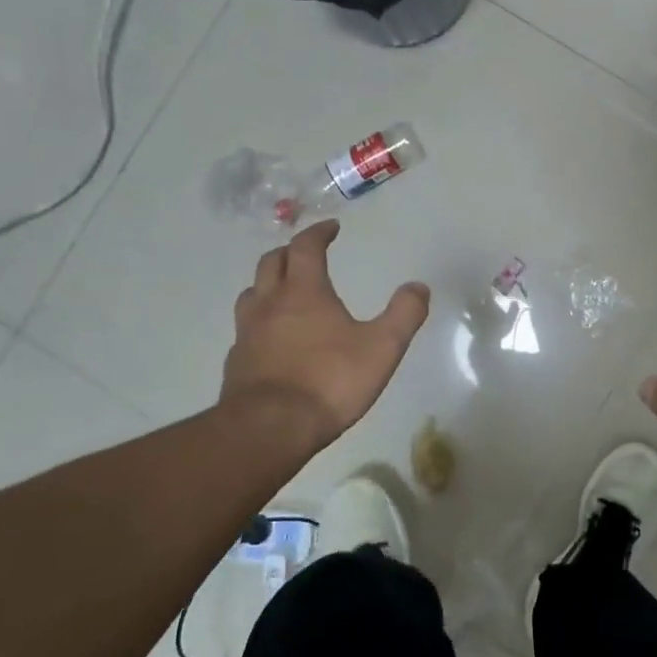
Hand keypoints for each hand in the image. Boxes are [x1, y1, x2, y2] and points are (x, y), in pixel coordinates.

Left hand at [221, 220, 429, 450]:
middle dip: (291, 251)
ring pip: (252, 292)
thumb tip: (419, 286)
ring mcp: (248, 332)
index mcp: (304, 292)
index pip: (306, 247)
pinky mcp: (237, 361)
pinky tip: (271, 338)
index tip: (331, 228)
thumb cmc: (330, 381)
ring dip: (269, 283)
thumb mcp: (382, 348)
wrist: (270, 428)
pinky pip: (246, 328)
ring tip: (284, 290)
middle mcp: (270, 303)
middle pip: (272, 262)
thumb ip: (404, 314)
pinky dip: (260, 320)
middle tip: (306, 253)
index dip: (318, 233)